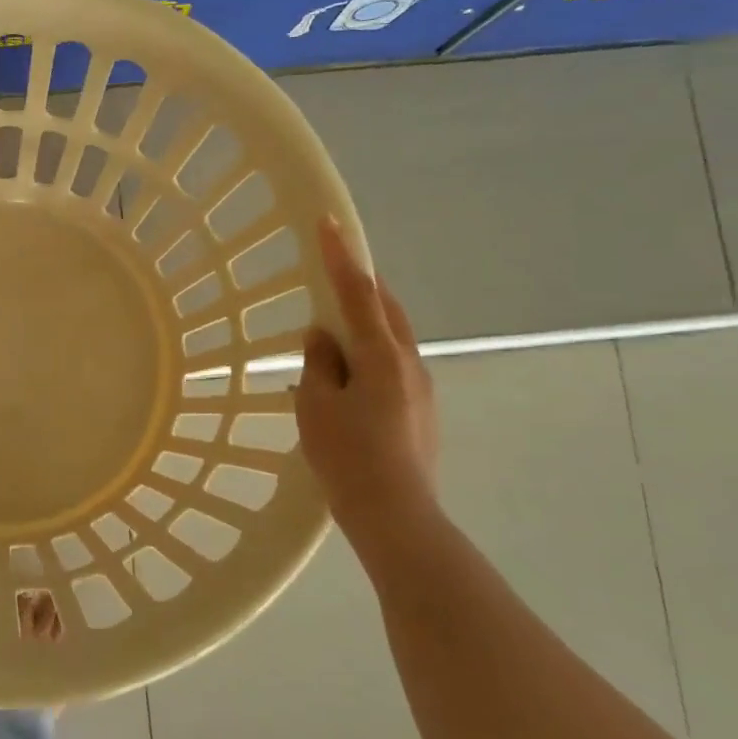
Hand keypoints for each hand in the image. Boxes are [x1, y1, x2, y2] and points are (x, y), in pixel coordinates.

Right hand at [294, 216, 438, 531]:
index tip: (329, 222)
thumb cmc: (348, 457)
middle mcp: (408, 363)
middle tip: (336, 272)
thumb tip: (323, 337)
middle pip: (387, 310)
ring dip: (367, 323)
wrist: (396, 516)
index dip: (340, 256)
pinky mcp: (422, 411)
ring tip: (336, 331)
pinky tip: (348, 378)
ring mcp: (421, 388)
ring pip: (393, 339)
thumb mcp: (316, 406)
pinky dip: (370, 355)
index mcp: (381, 356)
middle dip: (363, 286)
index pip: (357, 293)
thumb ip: (319, 364)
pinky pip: (393, 366)